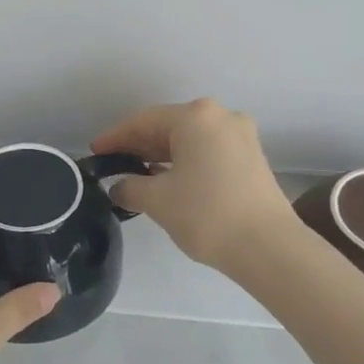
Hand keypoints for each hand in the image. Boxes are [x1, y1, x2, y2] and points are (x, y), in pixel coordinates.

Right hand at [92, 99, 297, 270]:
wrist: (268, 246)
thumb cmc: (206, 214)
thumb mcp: (157, 200)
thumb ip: (130, 187)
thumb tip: (120, 187)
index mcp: (195, 117)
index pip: (143, 121)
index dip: (115, 137)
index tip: (95, 152)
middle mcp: (221, 117)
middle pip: (169, 126)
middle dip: (139, 145)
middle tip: (113, 163)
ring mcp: (241, 136)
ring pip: (190, 140)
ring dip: (162, 155)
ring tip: (137, 174)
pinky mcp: (252, 158)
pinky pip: (208, 151)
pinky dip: (185, 162)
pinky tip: (169, 180)